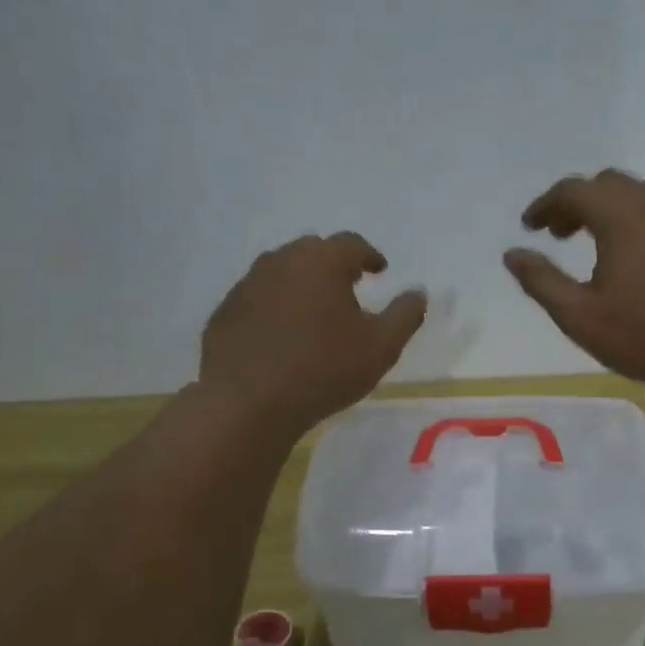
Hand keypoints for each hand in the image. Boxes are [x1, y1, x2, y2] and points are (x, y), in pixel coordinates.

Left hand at [199, 232, 425, 437]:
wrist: (248, 401)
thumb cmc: (324, 369)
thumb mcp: (381, 348)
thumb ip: (405, 316)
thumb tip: (419, 293)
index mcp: (321, 262)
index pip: (352, 244)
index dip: (370, 255)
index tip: (380, 270)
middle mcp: (281, 261)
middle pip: (313, 251)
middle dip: (334, 265)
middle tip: (349, 287)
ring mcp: (247, 284)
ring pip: (282, 272)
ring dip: (302, 284)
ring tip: (316, 312)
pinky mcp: (226, 311)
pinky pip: (259, 298)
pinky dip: (276, 306)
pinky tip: (283, 335)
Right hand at [504, 170, 644, 395]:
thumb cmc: (644, 337)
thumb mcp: (579, 317)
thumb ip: (541, 281)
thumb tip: (512, 254)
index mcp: (621, 215)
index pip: (573, 191)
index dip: (545, 205)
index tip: (529, 226)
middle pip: (607, 185)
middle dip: (577, 204)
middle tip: (559, 234)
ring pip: (639, 196)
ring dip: (609, 210)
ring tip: (595, 246)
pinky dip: (638, 222)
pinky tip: (637, 258)